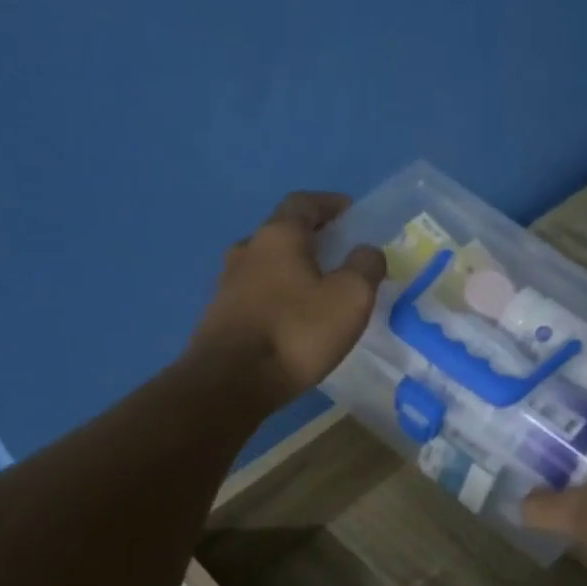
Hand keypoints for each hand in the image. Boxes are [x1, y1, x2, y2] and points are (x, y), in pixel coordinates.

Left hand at [187, 192, 385, 408]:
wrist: (231, 382)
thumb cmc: (297, 332)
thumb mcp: (350, 298)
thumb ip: (365, 267)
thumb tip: (367, 251)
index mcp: (277, 236)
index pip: (303, 203)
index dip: (329, 203)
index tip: (350, 212)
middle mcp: (247, 250)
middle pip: (281, 232)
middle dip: (310, 238)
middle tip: (338, 253)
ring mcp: (227, 284)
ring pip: (266, 265)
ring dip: (291, 269)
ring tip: (317, 289)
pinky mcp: (219, 316)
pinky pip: (255, 295)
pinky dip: (277, 296)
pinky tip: (291, 319)